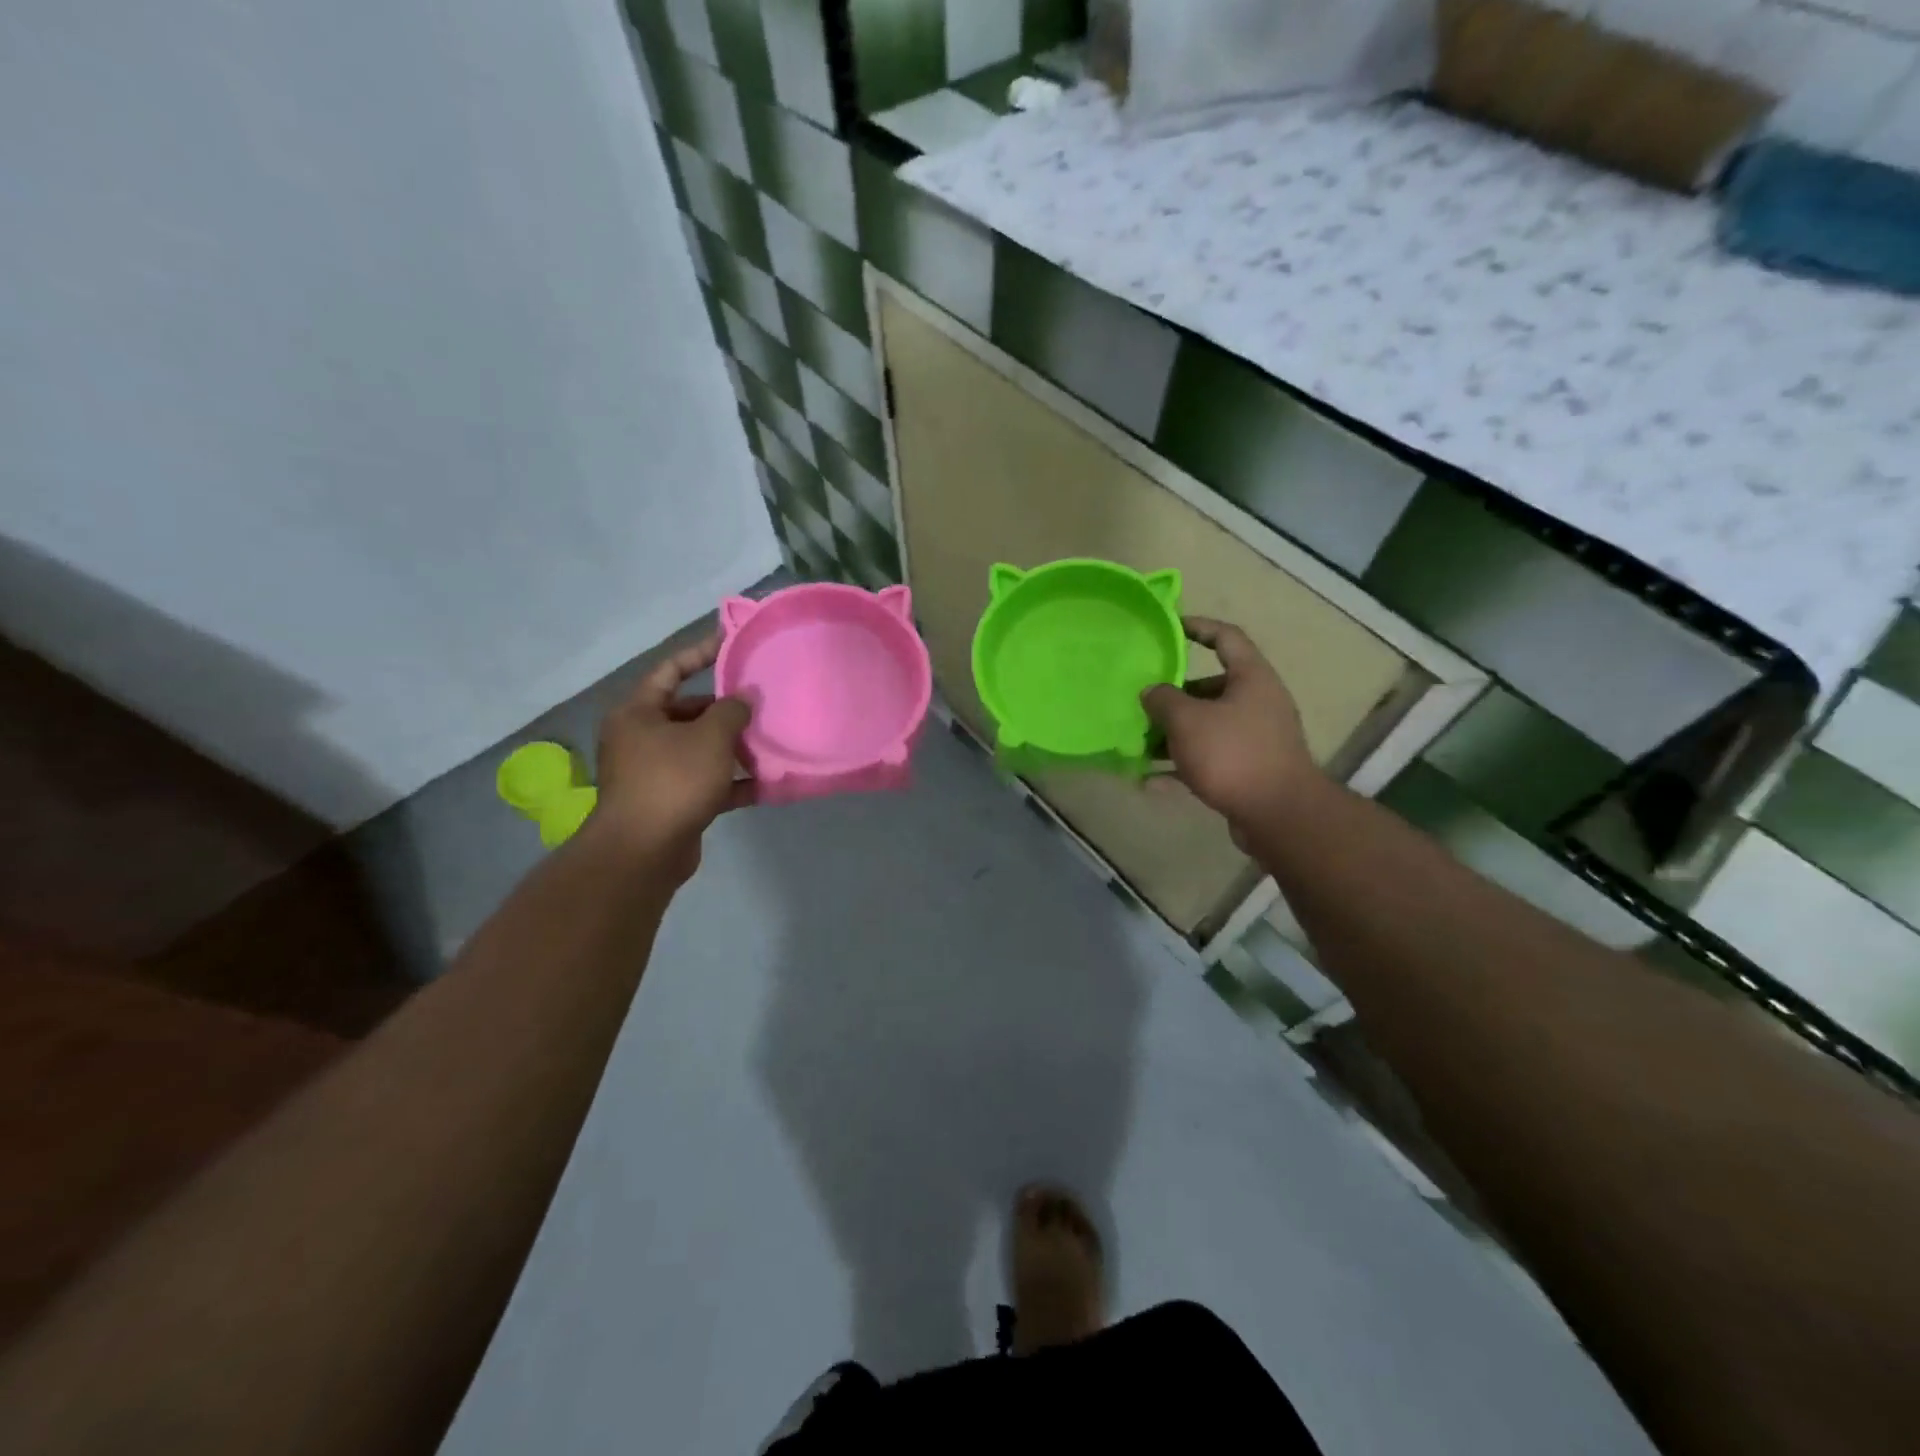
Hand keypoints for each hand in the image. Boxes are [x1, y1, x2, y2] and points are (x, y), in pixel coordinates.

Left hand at [591, 634, 753, 880]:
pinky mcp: (670, 802)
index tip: (732, 643)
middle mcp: (640, 738)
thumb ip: (732, 711)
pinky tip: (764, 783)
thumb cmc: (673, 781)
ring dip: (732, 747)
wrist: (643, 852)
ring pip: (699, 749)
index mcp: (638, 713)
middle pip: (687, 712)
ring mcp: (653, 772)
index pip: (671, 670)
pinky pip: (705, 782)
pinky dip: (732, 782)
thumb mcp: (710, 738)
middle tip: (760, 703)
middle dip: (724, 709)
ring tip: (768, 741)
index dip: (701, 653)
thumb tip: (744, 697)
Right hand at [1141, 617, 1316, 847]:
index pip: (1226, 637)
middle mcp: (1257, 702)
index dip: (1198, 627)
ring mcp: (1254, 738)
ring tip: (1138, 745)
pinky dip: (1181, 766)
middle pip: (1210, 688)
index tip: (1170, 628)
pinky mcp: (1248, 770)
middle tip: (1142, 703)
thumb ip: (1163, 699)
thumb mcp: (1188, 720)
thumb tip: (1151, 691)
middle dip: (1173, 696)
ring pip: (1206, 726)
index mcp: (1251, 678)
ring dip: (1173, 734)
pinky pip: (1208, 759)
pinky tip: (1150, 781)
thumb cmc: (1233, 754)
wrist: (1278, 815)